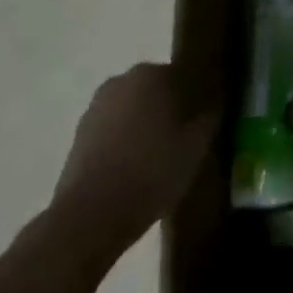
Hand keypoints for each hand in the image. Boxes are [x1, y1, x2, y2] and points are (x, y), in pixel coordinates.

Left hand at [52, 63, 216, 250]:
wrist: (89, 217)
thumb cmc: (152, 172)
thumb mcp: (196, 145)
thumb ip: (209, 115)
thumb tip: (213, 103)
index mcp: (154, 74)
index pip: (186, 75)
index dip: (198, 97)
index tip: (205, 119)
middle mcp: (124, 80)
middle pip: (157, 88)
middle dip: (171, 107)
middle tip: (184, 137)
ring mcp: (97, 106)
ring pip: (134, 108)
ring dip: (146, 122)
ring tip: (158, 155)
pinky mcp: (80, 133)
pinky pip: (114, 127)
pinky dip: (125, 139)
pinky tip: (133, 166)